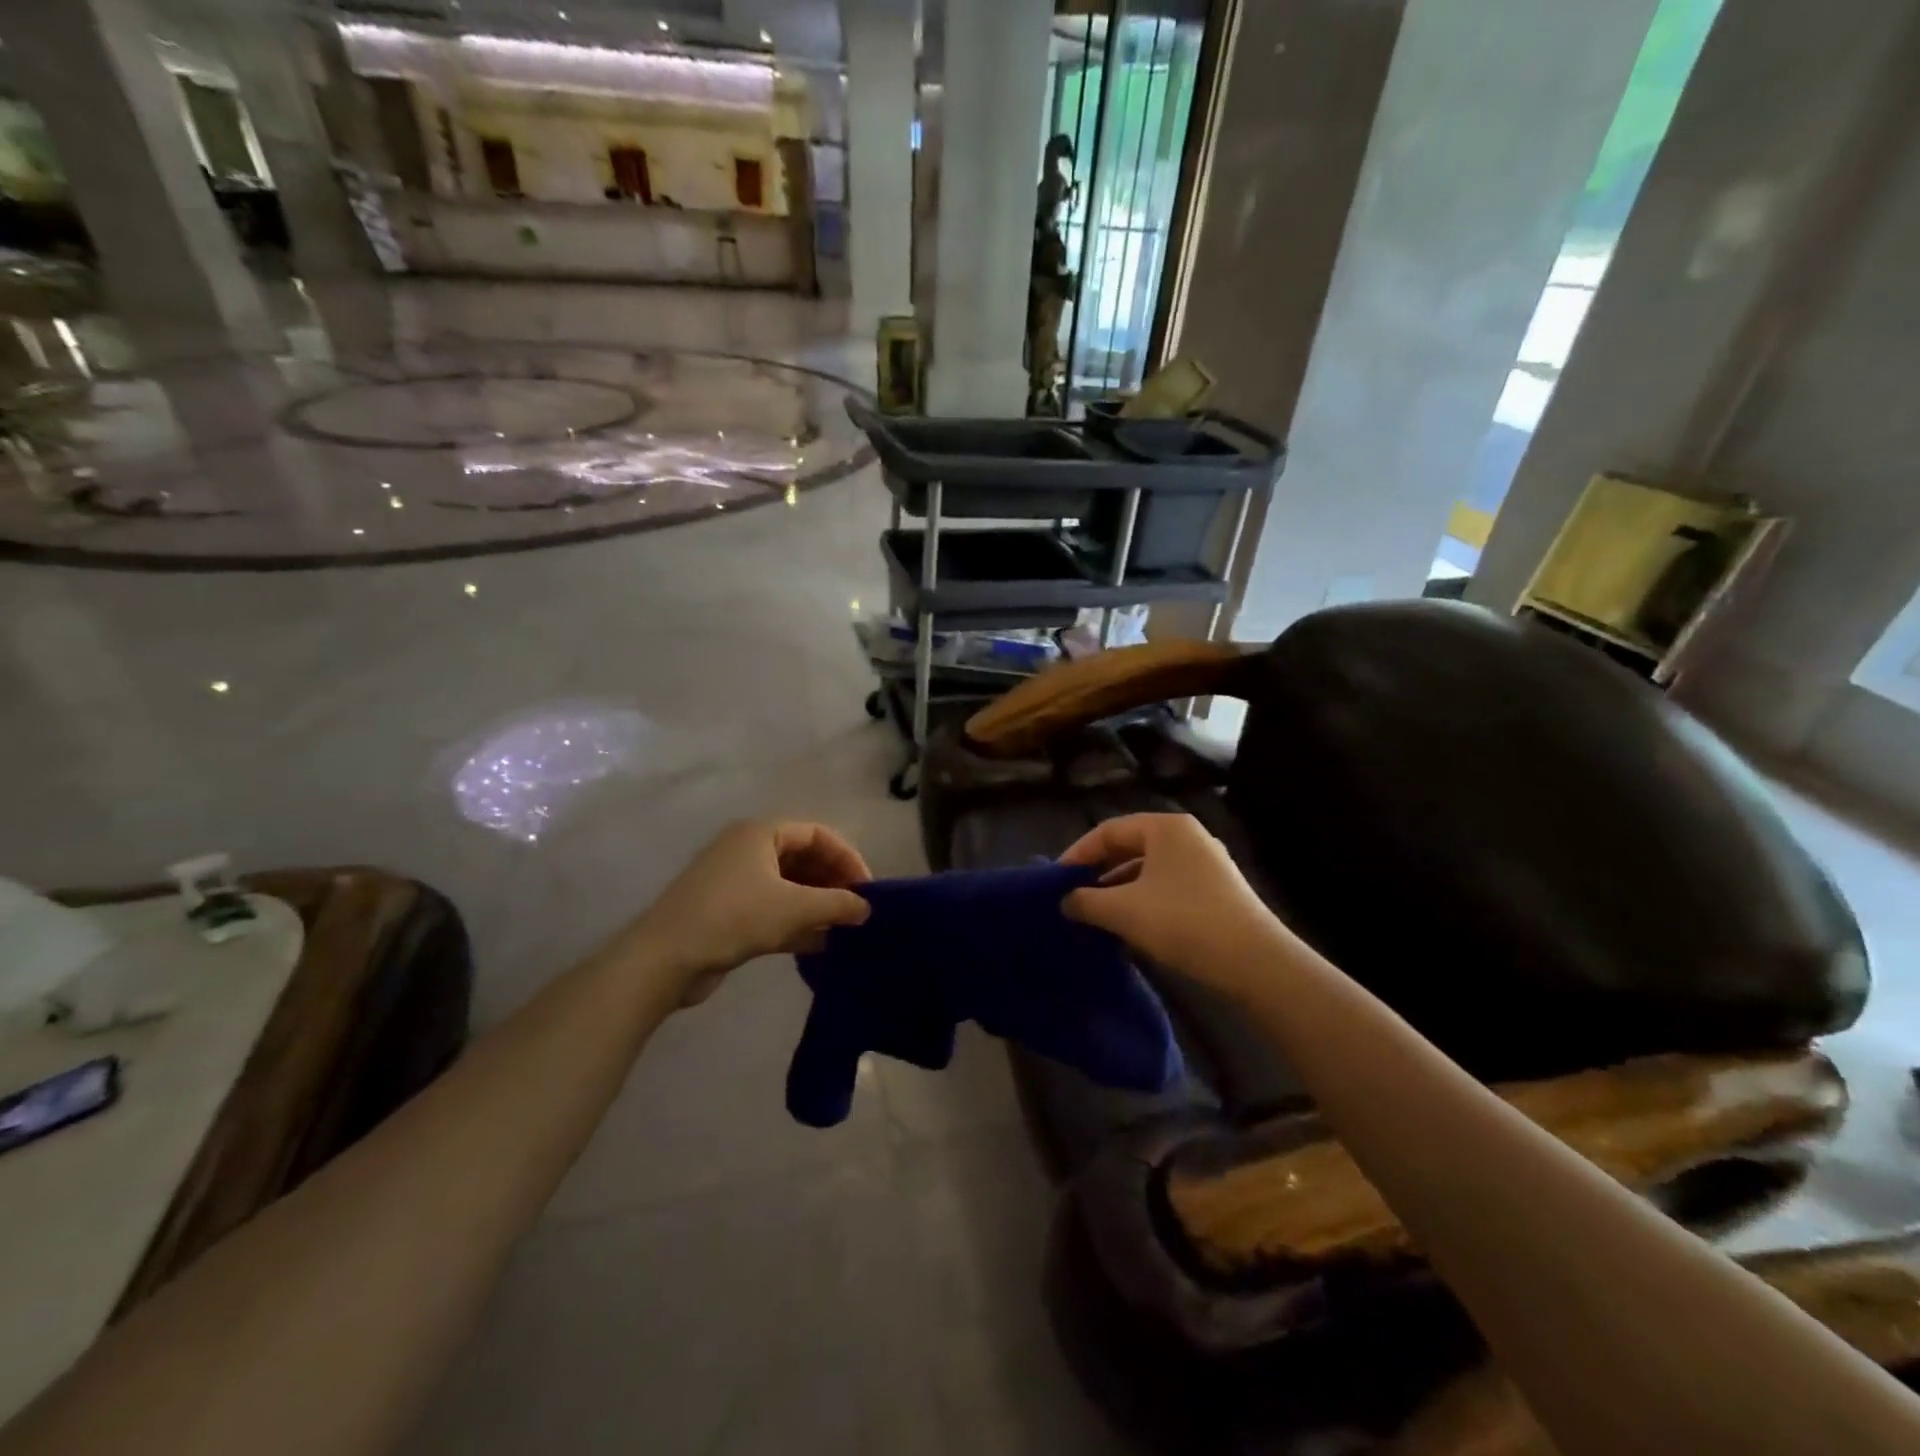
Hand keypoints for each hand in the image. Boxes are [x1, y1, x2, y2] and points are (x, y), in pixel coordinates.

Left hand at [630, 821, 871, 1003]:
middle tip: (856, 910)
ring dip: (816, 905)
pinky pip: (772, 909)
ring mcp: (734, 882)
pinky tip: (819, 946)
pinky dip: (795, 923)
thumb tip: (866, 908)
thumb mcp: (795, 908)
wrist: (664, 959)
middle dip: (832, 883)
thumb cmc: (734, 917)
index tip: (867, 889)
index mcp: (760, 833)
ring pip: (788, 886)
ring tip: (843, 929)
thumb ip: (837, 904)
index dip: (847, 858)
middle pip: (803, 858)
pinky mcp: (726, 912)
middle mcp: (747, 850)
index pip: (818, 834)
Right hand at [1059, 812, 1288, 999]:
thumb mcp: (1124, 911)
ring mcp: (1206, 862)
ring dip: (1119, 887)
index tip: (1056, 881)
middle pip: (1129, 846)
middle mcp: (1188, 836)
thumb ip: (1086, 901)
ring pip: (1149, 868)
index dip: (1077, 853)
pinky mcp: (1217, 889)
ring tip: (1097, 913)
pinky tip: (1130, 924)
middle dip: (1099, 871)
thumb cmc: (1183, 922)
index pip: (1108, 830)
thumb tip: (1065, 901)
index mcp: (1165, 827)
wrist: (1255, 962)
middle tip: (1073, 895)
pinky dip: (1143, 898)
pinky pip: (1167, 884)